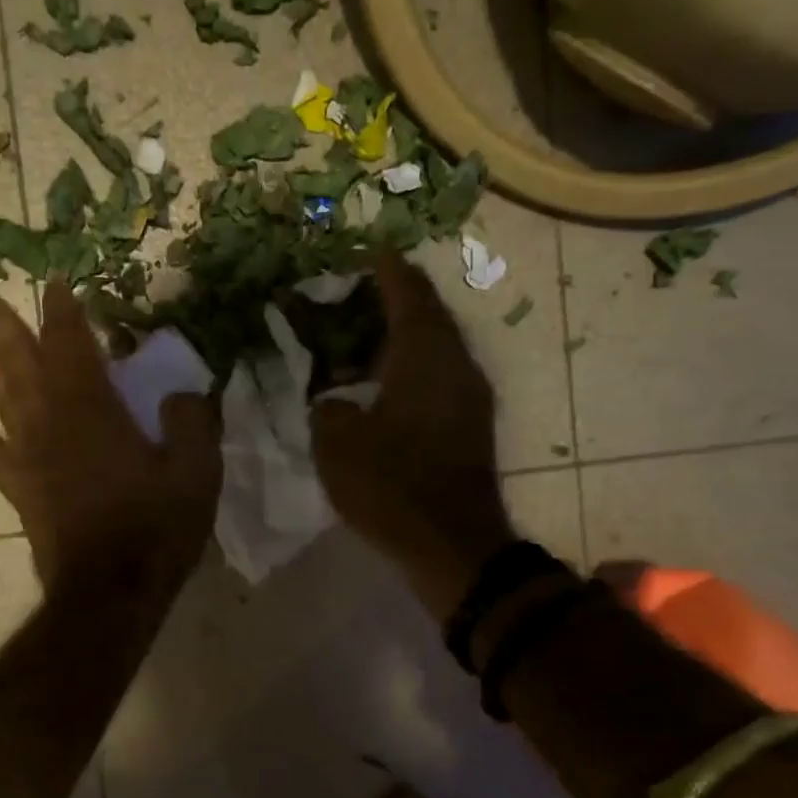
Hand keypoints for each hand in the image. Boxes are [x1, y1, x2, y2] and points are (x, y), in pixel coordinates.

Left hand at [0, 280, 220, 598]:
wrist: (109, 594)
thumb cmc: (154, 528)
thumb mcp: (196, 471)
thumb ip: (191, 422)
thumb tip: (179, 394)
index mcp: (92, 410)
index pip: (72, 345)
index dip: (62, 311)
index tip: (52, 282)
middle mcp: (52, 425)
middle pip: (22, 364)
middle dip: (4, 327)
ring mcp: (32, 461)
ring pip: (4, 403)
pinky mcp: (24, 496)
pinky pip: (0, 460)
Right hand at [311, 254, 512, 620]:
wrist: (454, 545)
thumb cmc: (392, 486)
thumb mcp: (337, 445)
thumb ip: (327, 408)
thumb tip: (332, 400)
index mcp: (424, 356)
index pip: (407, 293)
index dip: (385, 269)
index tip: (366, 252)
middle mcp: (455, 364)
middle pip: (428, 314)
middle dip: (395, 298)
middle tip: (356, 294)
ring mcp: (469, 394)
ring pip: (436, 346)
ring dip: (403, 334)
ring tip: (363, 335)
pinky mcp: (470, 423)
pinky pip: (439, 374)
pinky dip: (411, 365)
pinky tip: (381, 382)